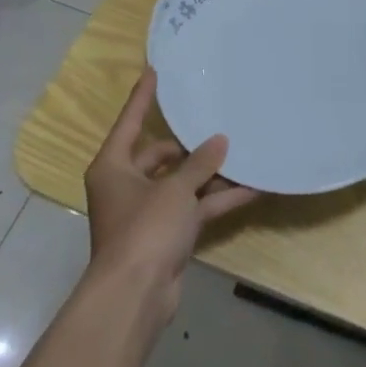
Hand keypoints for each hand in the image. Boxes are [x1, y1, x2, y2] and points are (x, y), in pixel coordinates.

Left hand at [83, 68, 258, 323]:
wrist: (135, 296)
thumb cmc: (144, 230)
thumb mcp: (175, 190)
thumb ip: (200, 163)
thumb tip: (220, 141)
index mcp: (113, 167)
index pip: (130, 121)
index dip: (143, 96)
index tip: (156, 70)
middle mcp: (126, 185)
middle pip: (160, 155)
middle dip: (190, 145)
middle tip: (217, 122)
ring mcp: (147, 212)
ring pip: (182, 183)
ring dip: (210, 174)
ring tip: (242, 152)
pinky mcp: (166, 235)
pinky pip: (195, 208)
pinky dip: (218, 201)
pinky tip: (252, 189)